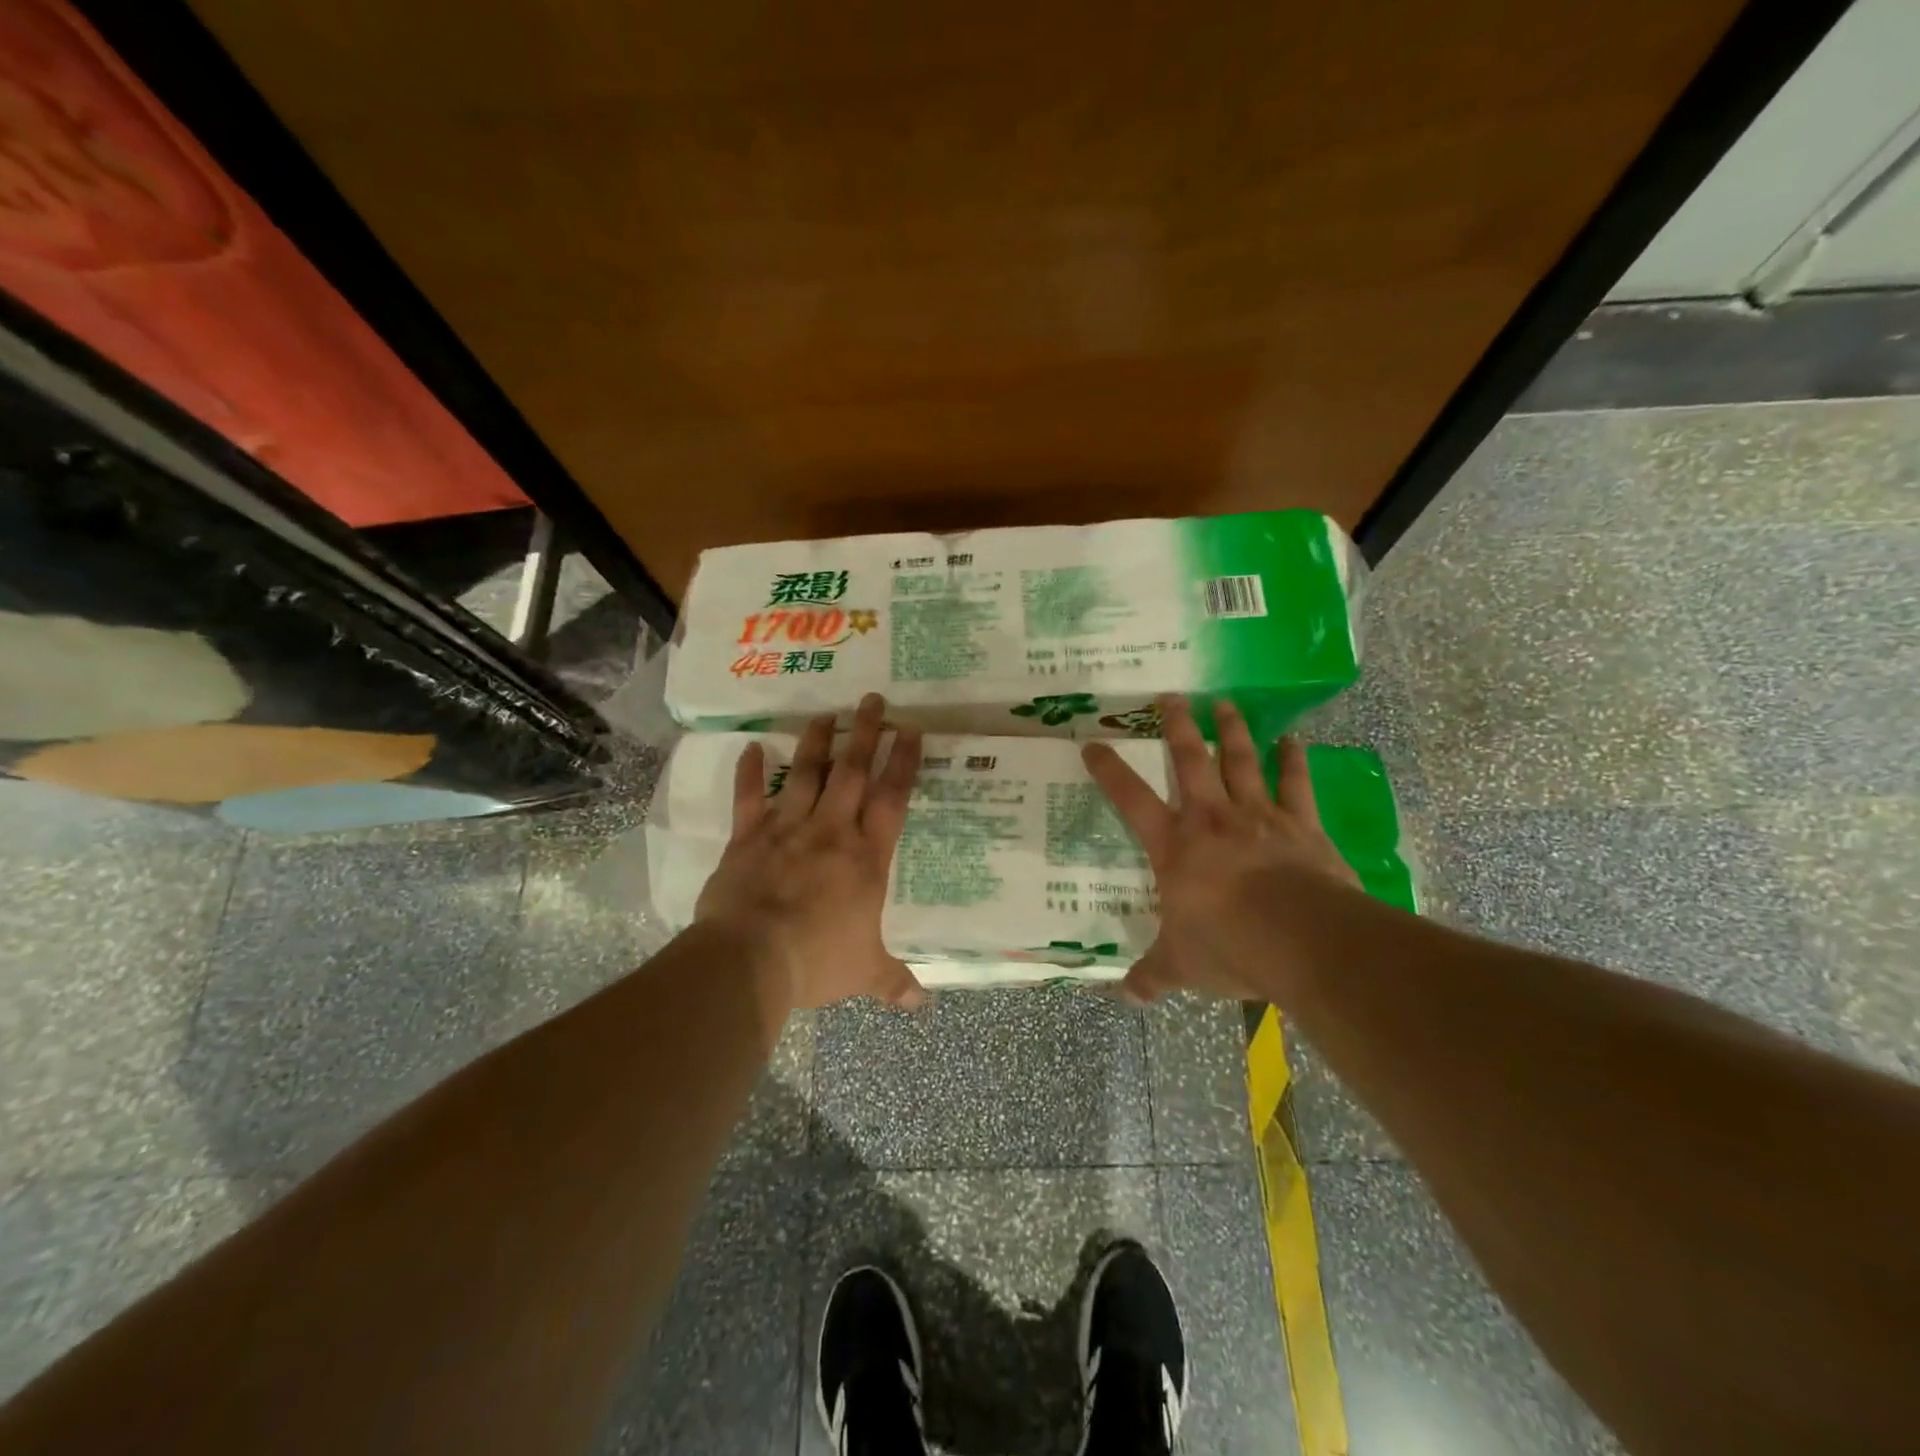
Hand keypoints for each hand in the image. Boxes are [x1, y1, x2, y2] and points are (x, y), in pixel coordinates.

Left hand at [696, 693, 925, 1011]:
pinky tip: (753, 746)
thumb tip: (922, 1005)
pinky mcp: (748, 838)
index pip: (892, 799)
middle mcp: (831, 832)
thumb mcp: (864, 973)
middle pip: (852, 772)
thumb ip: (893, 982)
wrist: (751, 960)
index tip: (911, 730)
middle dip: (865, 733)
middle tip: (873, 700)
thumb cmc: (817, 962)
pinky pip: (749, 798)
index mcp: (866, 858)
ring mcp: (787, 829)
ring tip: (826, 712)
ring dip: (817, 741)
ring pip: (806, 774)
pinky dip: (750, 772)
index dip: (903, 762)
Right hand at [1082, 696, 1358, 1003]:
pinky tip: (1292, 738)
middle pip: (1190, 761)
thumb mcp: (1180, 965)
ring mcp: (1258, 816)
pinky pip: (1296, 784)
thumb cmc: (1227, 945)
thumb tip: (1125, 995)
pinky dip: (1293, 760)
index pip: (1130, 799)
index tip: (1092, 743)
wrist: (1300, 938)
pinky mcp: (1302, 825)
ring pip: (1240, 760)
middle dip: (1177, 727)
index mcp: (1174, 846)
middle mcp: (1212, 819)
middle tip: (1171, 697)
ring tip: (1224, 703)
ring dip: (1230, 730)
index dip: (1108, 770)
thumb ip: (1152, 975)